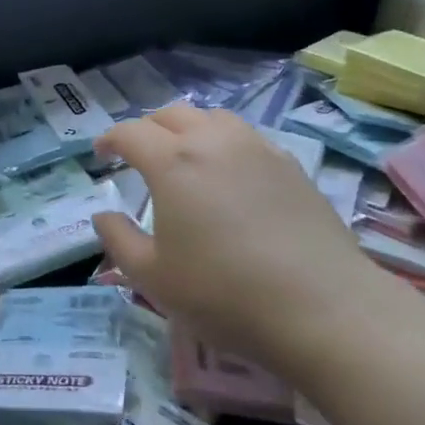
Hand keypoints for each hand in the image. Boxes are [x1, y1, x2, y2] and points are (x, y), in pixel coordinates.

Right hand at [91, 106, 391, 364]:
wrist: (323, 309)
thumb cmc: (224, 294)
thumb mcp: (153, 278)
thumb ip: (119, 240)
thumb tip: (104, 214)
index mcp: (173, 161)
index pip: (131, 132)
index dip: (110, 139)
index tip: (101, 155)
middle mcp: (214, 141)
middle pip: (172, 114)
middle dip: (147, 128)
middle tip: (138, 154)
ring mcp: (258, 149)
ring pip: (214, 118)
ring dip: (189, 128)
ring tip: (185, 156)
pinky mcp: (291, 166)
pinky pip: (247, 137)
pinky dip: (226, 143)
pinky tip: (230, 174)